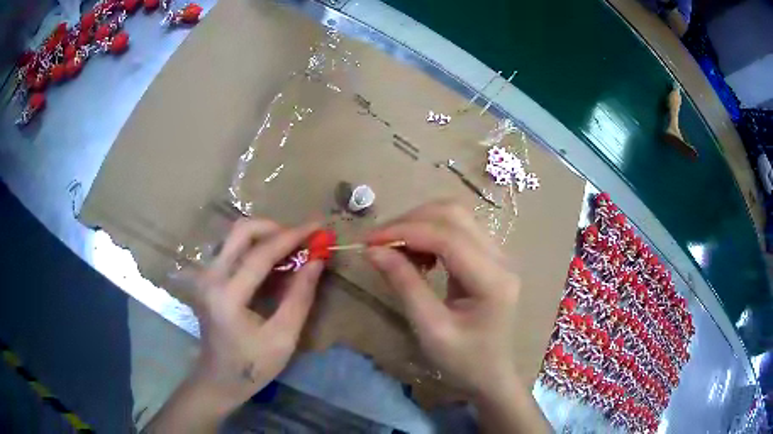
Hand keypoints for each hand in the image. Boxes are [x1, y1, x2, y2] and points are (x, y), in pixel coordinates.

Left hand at [144, 218, 322, 432]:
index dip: (292, 237)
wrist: (219, 378)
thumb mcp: (283, 337)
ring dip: (265, 236)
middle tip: (301, 240)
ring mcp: (205, 275)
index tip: (318, 226)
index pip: (261, 253)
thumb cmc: (252, 365)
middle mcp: (211, 277)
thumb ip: (300, 297)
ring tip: (291, 250)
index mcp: (227, 296)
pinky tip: (273, 262)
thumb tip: (317, 260)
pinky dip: (255, 247)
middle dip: (275, 228)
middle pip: (241, 231)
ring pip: (235, 236)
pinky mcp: (207, 277)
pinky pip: (232, 249)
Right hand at [366, 201, 519, 394]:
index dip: (405, 231)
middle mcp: (501, 258)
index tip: (369, 240)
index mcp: (492, 280)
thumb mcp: (430, 328)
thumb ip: (404, 284)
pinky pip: (458, 231)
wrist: (490, 375)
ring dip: (420, 224)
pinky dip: (431, 234)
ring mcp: (498, 255)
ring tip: (395, 249)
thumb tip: (373, 250)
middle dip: (411, 221)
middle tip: (379, 242)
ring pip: (456, 217)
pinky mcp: (489, 258)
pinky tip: (417, 255)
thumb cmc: (462, 361)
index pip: (448, 237)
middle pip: (454, 215)